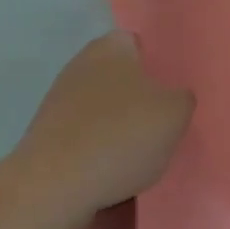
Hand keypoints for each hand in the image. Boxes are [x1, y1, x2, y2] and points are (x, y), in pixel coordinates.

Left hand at [14, 33, 193, 215]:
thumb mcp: (175, 114)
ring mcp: (59, 99)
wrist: (55, 184)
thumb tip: (174, 97)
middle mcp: (81, 64)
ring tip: (140, 156)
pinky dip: (98, 149)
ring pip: (102, 108)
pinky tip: (112, 171)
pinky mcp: (47, 133)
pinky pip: (85, 136)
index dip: (157, 65)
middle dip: (138, 98)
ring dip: (118, 127)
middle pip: (119, 77)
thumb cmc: (121, 135)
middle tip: (162, 125)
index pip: (138, 44)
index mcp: (111, 47)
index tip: (172, 92)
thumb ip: (182, 98)